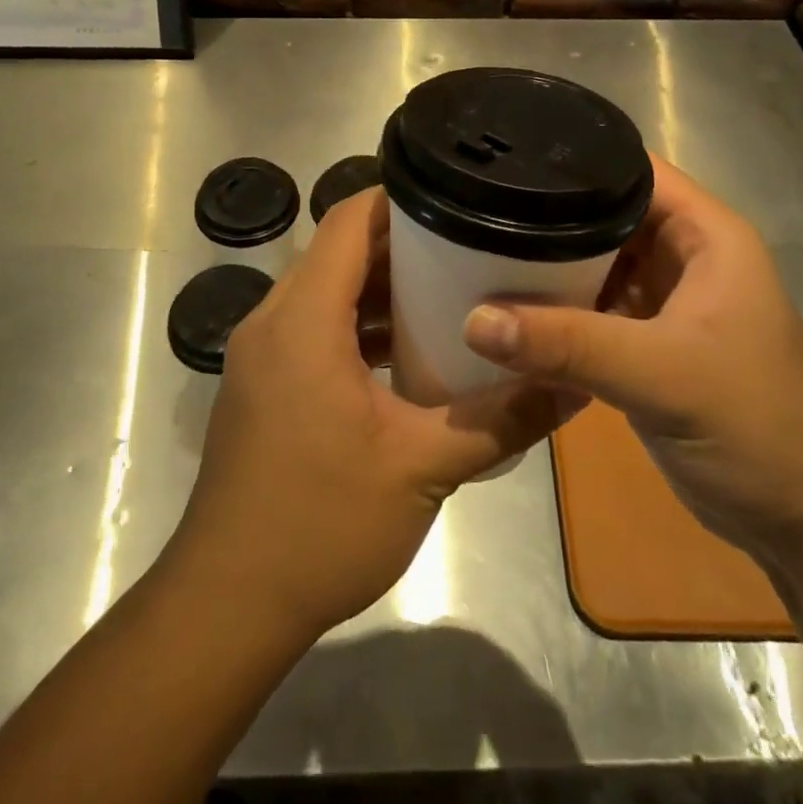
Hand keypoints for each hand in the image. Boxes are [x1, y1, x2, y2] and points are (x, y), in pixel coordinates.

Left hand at [169, 188, 578, 640]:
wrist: (228, 603)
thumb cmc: (322, 523)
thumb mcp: (423, 467)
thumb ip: (501, 418)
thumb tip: (574, 385)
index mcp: (303, 319)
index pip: (349, 221)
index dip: (400, 200)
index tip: (457, 201)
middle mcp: (272, 320)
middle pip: (337, 252)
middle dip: (401, 245)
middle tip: (469, 246)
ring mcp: (261, 354)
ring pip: (323, 291)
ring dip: (378, 288)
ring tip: (448, 292)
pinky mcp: (261, 384)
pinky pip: (311, 327)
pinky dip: (355, 325)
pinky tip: (404, 353)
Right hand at [462, 157, 802, 566]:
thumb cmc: (757, 426)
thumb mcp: (662, 375)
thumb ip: (569, 345)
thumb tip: (473, 320)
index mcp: (705, 234)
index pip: (630, 169)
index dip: (572, 160)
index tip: (500, 161)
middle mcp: (683, 256)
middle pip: (602, 216)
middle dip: (545, 216)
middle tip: (471, 214)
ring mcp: (664, 303)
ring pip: (592, 265)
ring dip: (545, 268)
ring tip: (473, 254)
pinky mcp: (647, 346)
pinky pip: (589, 311)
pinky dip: (554, 313)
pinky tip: (504, 314)